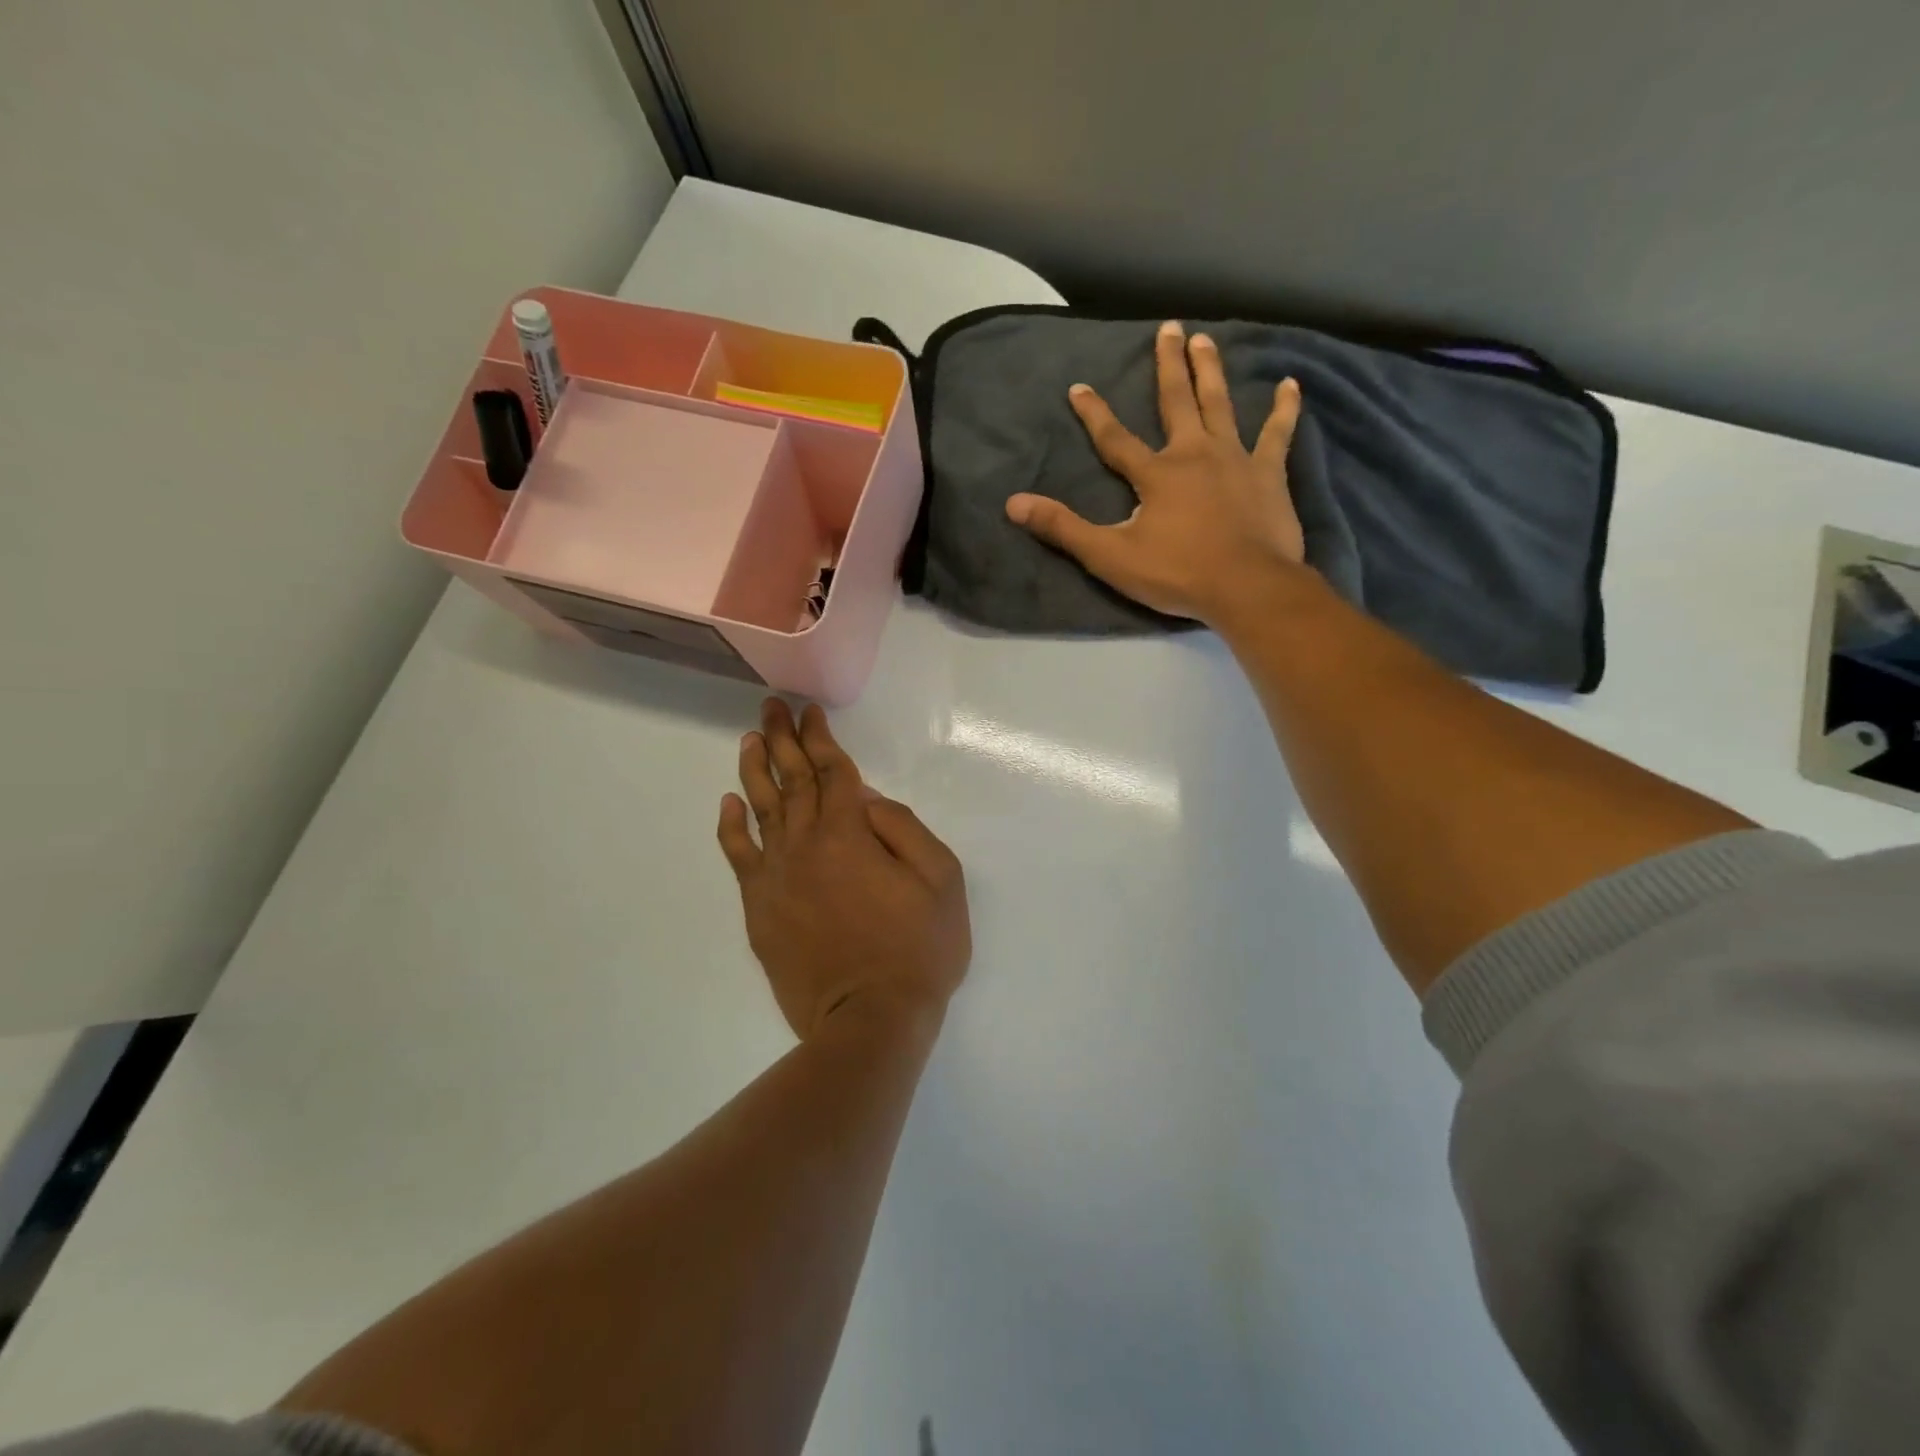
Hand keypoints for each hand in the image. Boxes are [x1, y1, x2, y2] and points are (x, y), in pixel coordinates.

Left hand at [717, 699, 970, 1039]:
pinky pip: (739, 857)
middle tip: (771, 707)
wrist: (869, 1019)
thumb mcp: (941, 879)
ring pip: (761, 809)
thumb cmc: (918, 949)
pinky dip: (732, 827)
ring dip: (755, 770)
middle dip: (783, 739)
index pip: (832, 771)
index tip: (808, 712)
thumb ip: (904, 828)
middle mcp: (807, 843)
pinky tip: (729, 804)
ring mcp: (778, 876)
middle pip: (792, 779)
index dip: (819, 737)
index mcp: (851, 832)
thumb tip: (867, 801)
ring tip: (750, 740)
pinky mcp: (760, 908)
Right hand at [1005, 319, 1307, 626]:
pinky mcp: (1269, 475)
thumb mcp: (1110, 556)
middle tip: (1169, 327)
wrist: (1246, 588)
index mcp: (1156, 474)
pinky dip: (1284, 410)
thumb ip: (1063, 528)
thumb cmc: (1177, 574)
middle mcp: (1195, 454)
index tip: (1078, 386)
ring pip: (1222, 405)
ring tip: (1207, 340)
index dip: (1094, 413)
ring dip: (1212, 371)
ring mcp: (1236, 460)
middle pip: (1177, 401)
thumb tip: (1014, 503)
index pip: (1115, 438)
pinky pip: (1278, 434)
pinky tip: (1291, 385)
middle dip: (1169, 364)